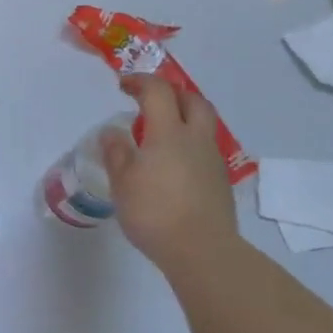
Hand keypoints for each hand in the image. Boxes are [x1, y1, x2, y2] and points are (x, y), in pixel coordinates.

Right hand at [100, 75, 242, 274]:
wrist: (202, 251)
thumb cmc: (155, 212)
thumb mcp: (122, 182)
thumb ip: (116, 152)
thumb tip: (112, 132)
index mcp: (169, 133)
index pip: (158, 91)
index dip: (140, 82)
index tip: (123, 86)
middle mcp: (195, 139)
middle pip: (192, 100)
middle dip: (171, 93)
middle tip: (150, 100)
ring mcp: (212, 160)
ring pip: (203, 124)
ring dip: (183, 117)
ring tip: (159, 133)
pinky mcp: (220, 182)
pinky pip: (204, 148)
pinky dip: (188, 143)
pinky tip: (172, 164)